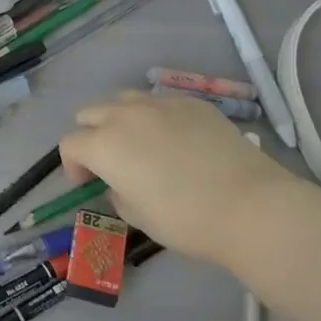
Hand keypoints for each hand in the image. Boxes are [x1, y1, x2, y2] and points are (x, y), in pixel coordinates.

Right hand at [58, 90, 295, 266]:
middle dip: (92, 135)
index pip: (70, 144)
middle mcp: (124, 115)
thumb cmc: (186, 220)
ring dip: (120, 120)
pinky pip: (161, 102)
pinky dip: (157, 118)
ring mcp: (160, 103)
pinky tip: (178, 141)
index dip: (73, 165)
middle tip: (110, 162)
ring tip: (140, 144)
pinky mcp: (192, 102)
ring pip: (124, 100)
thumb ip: (118, 194)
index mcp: (103, 144)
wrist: (250, 206)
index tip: (87, 183)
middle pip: (90, 113)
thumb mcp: (138, 217)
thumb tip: (120, 184)